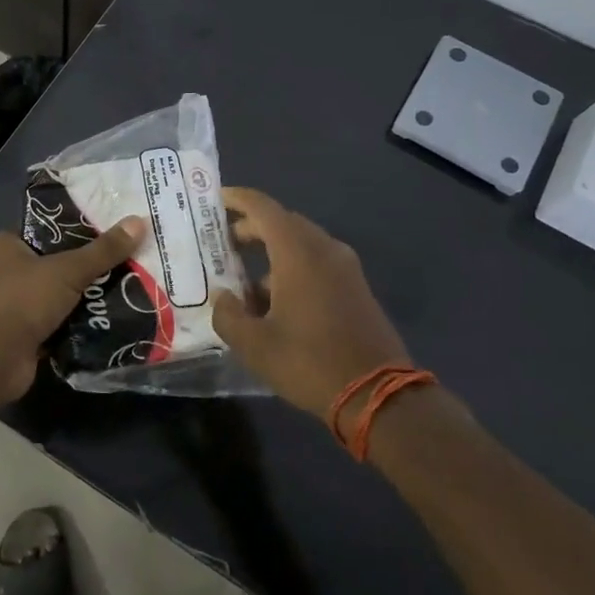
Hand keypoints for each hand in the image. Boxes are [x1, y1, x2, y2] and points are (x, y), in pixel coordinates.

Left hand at [0, 218, 146, 403]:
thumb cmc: (22, 301)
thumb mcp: (68, 270)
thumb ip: (103, 250)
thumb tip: (139, 221)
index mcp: (2, 246)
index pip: (44, 231)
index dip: (75, 231)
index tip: (108, 233)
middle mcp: (0, 272)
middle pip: (51, 264)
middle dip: (82, 268)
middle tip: (121, 262)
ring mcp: (7, 306)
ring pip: (53, 295)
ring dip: (80, 299)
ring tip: (121, 290)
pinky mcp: (18, 335)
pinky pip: (53, 323)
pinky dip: (73, 324)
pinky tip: (104, 321)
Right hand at [212, 188, 414, 419]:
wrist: (379, 395)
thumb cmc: (309, 362)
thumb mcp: (254, 345)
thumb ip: (228, 315)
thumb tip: (223, 298)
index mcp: (298, 253)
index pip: (263, 208)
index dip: (238, 199)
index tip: (216, 200)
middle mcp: (324, 250)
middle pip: (284, 222)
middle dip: (252, 228)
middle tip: (223, 243)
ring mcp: (345, 268)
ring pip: (302, 244)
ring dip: (272, 253)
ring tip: (243, 283)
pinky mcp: (356, 288)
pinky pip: (318, 263)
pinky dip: (292, 269)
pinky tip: (275, 303)